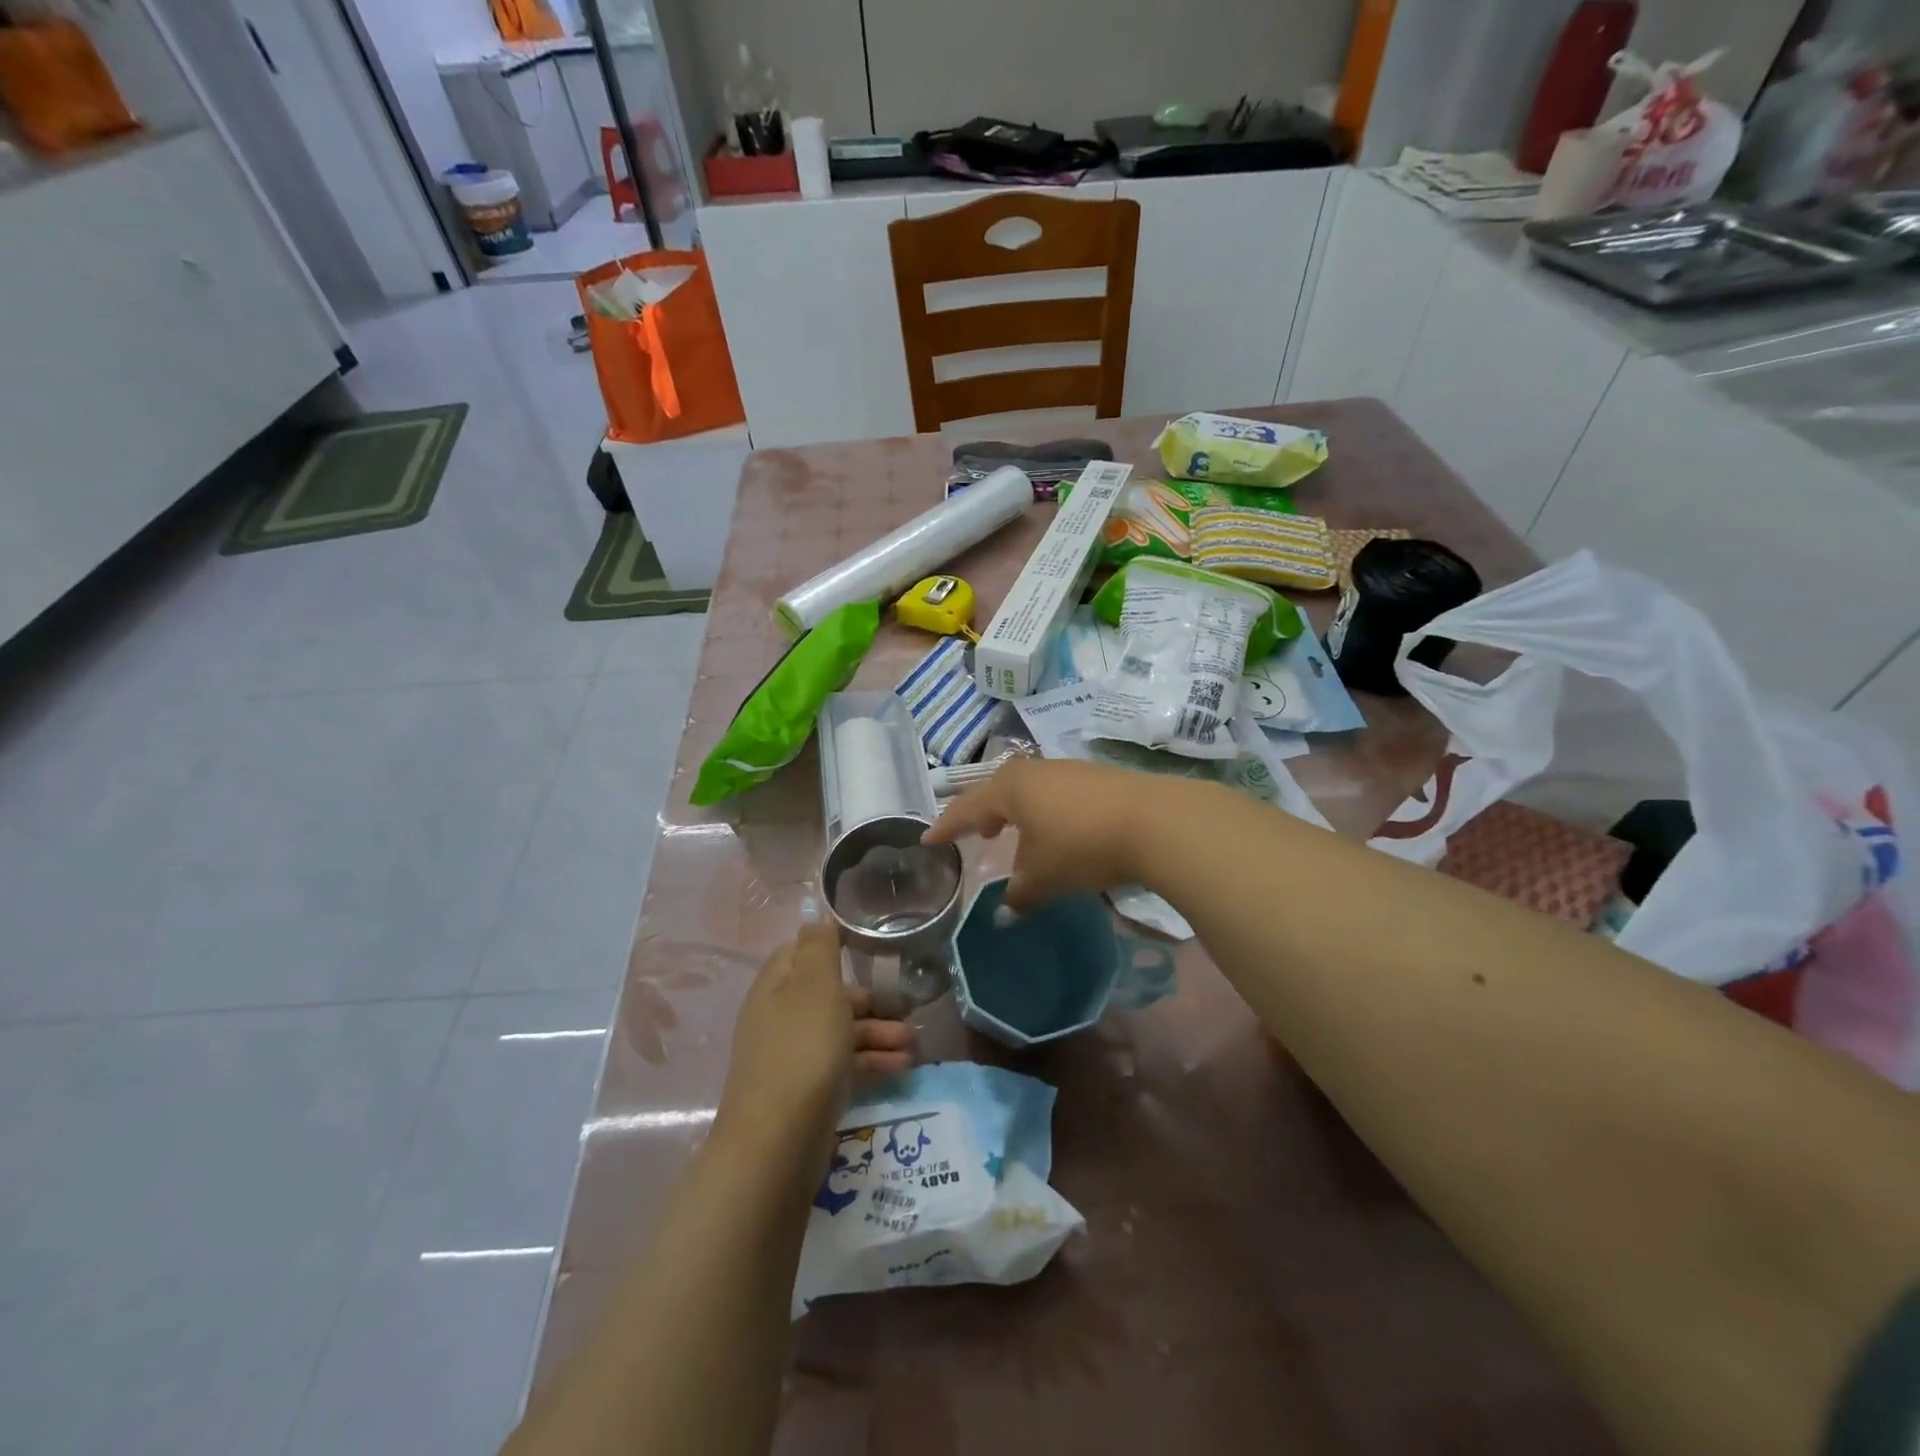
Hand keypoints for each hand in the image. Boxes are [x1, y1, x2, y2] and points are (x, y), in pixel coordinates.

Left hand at [715, 917, 914, 1162]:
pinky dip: (871, 1062)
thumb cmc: (802, 1051)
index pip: (802, 951)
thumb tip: (816, 916)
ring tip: (913, 1043)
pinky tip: (901, 1068)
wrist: (777, 1144)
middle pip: (828, 994)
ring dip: (878, 1033)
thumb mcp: (815, 987)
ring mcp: (792, 1056)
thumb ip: (819, 948)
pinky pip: (842, 1064)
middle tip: (905, 1006)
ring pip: (840, 1031)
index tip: (872, 948)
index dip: (834, 945)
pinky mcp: (806, 1091)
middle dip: (870, 998)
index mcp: (776, 986)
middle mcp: (780, 1017)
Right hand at [924, 757, 1157, 912]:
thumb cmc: (1082, 846)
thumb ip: (1019, 894)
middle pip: (999, 790)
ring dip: (1018, 813)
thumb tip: (1008, 909)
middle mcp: (1035, 771)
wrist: (1154, 821)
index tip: (929, 840)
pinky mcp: (1098, 777)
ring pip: (1030, 790)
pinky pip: (1056, 794)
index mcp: (1010, 789)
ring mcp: (1068, 770)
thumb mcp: (1044, 877)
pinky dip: (1046, 812)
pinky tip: (1059, 832)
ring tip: (1019, 836)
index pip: (967, 808)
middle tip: (978, 833)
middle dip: (984, 813)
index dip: (947, 826)